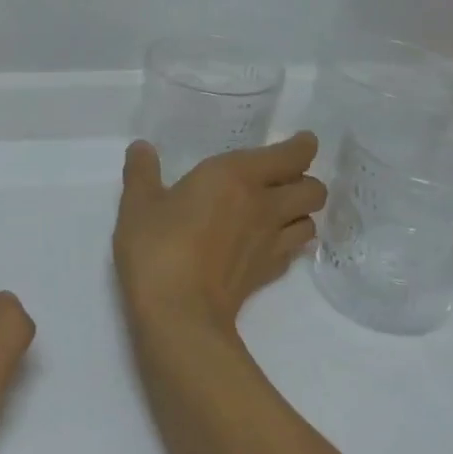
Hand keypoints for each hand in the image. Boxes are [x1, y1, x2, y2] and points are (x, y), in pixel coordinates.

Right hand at [114, 135, 325, 333]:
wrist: (179, 312)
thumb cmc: (158, 246)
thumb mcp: (138, 203)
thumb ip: (141, 171)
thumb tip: (141, 147)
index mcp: (236, 176)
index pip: (291, 155)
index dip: (302, 146)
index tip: (301, 141)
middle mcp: (264, 205)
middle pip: (314, 189)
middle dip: (305, 180)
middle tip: (281, 179)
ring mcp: (272, 243)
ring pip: (311, 221)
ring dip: (300, 213)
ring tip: (278, 211)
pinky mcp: (269, 274)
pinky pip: (294, 250)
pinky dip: (288, 241)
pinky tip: (265, 243)